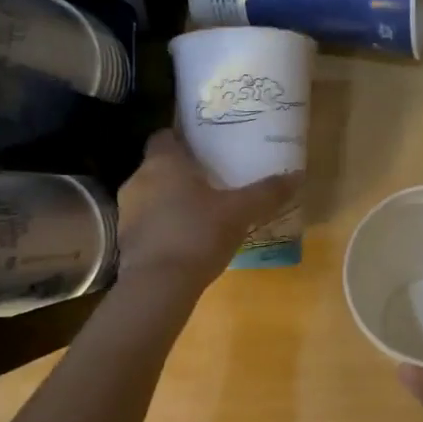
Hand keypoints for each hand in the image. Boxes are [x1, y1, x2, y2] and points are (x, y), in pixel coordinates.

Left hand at [117, 129, 300, 284]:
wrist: (158, 285)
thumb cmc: (198, 234)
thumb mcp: (241, 212)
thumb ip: (267, 192)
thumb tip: (297, 175)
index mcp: (163, 162)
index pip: (164, 136)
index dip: (182, 138)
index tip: (203, 146)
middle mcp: (138, 180)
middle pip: (158, 165)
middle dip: (181, 171)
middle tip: (210, 178)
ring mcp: (127, 211)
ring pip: (150, 195)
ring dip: (169, 199)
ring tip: (200, 209)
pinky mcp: (125, 240)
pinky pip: (146, 222)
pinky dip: (162, 225)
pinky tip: (185, 238)